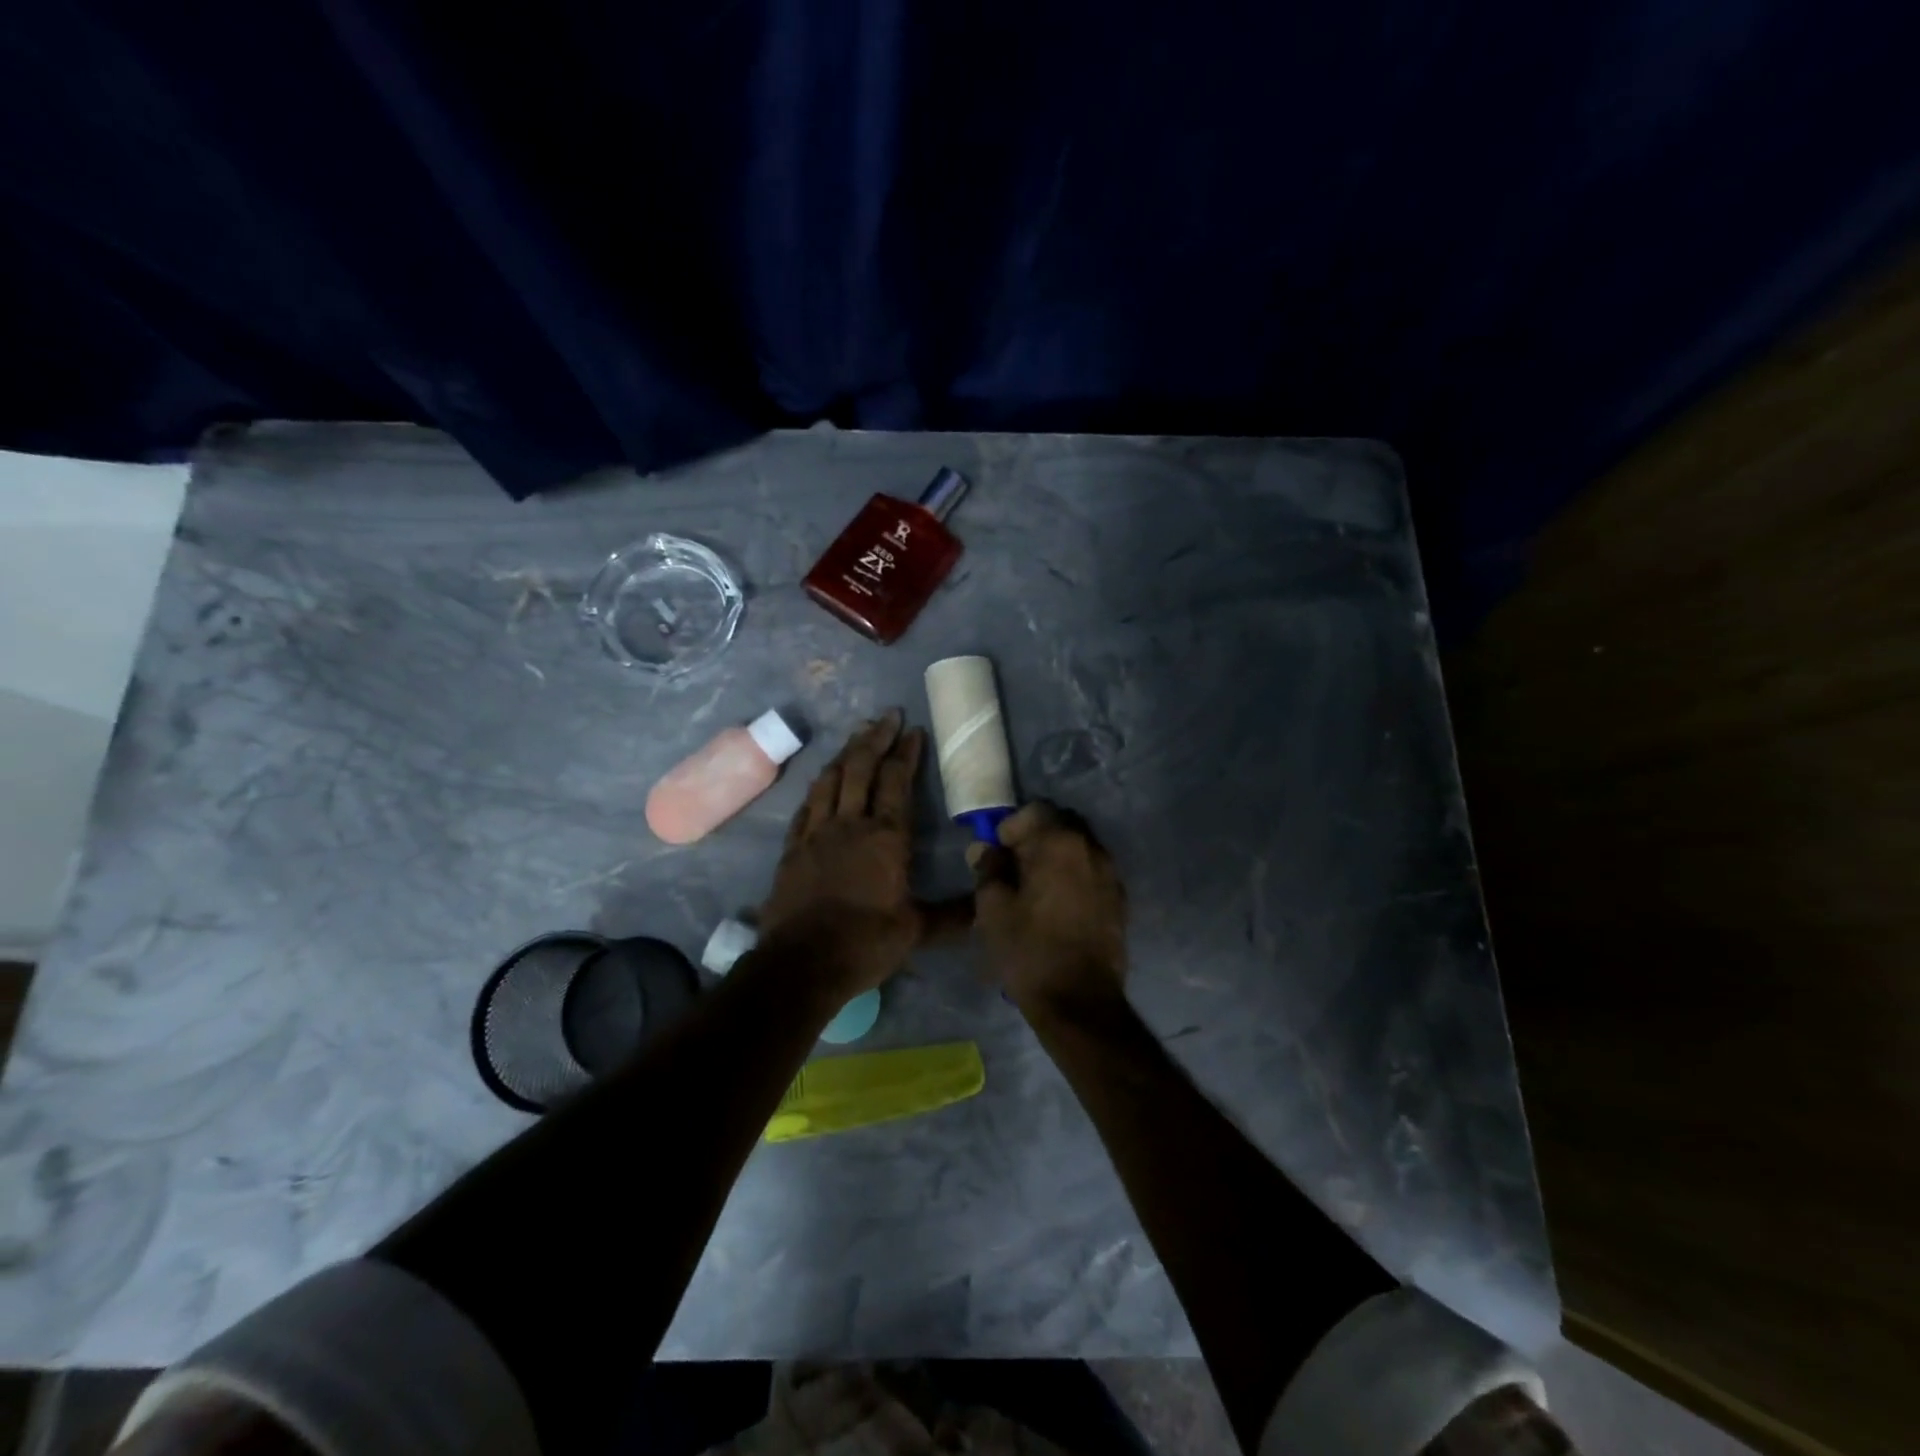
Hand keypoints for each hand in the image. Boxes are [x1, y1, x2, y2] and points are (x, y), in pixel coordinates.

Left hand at [759, 710, 935, 997]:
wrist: (801, 964)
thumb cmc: (865, 943)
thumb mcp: (917, 931)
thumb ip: (953, 915)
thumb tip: (988, 909)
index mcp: (886, 838)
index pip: (897, 782)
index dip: (906, 753)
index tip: (913, 730)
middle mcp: (850, 824)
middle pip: (861, 768)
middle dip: (876, 738)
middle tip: (887, 715)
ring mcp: (816, 833)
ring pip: (830, 779)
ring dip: (845, 753)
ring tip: (857, 734)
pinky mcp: (792, 847)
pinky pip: (806, 805)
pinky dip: (818, 785)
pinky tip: (822, 780)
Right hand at [968, 802, 1127, 1015]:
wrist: (1079, 1001)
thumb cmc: (1029, 950)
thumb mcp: (993, 909)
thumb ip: (988, 869)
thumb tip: (985, 849)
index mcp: (1060, 843)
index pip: (1036, 810)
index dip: (1012, 826)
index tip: (997, 852)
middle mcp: (1092, 849)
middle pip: (1061, 825)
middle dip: (1036, 838)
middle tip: (1014, 867)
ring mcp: (1111, 874)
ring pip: (1079, 848)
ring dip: (1056, 857)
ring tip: (1035, 888)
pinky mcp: (1120, 900)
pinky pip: (1092, 872)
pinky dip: (1074, 877)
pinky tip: (1058, 906)